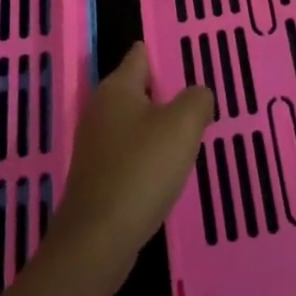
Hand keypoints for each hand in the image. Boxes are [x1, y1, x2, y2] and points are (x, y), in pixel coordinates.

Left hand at [45, 42, 213, 287]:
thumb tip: (198, 96)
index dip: (166, 54)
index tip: (192, 62)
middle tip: (199, 103)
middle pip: (139, 89)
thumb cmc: (141, 170)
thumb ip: (197, 100)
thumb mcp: (182, 126)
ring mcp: (95, 144)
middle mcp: (100, 109)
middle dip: (168, 94)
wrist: (97, 241)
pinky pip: (130, 153)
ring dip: (160, 128)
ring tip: (190, 137)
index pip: (141, 54)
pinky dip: (148, 157)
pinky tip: (167, 172)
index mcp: (117, 87)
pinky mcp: (97, 176)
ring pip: (136, 123)